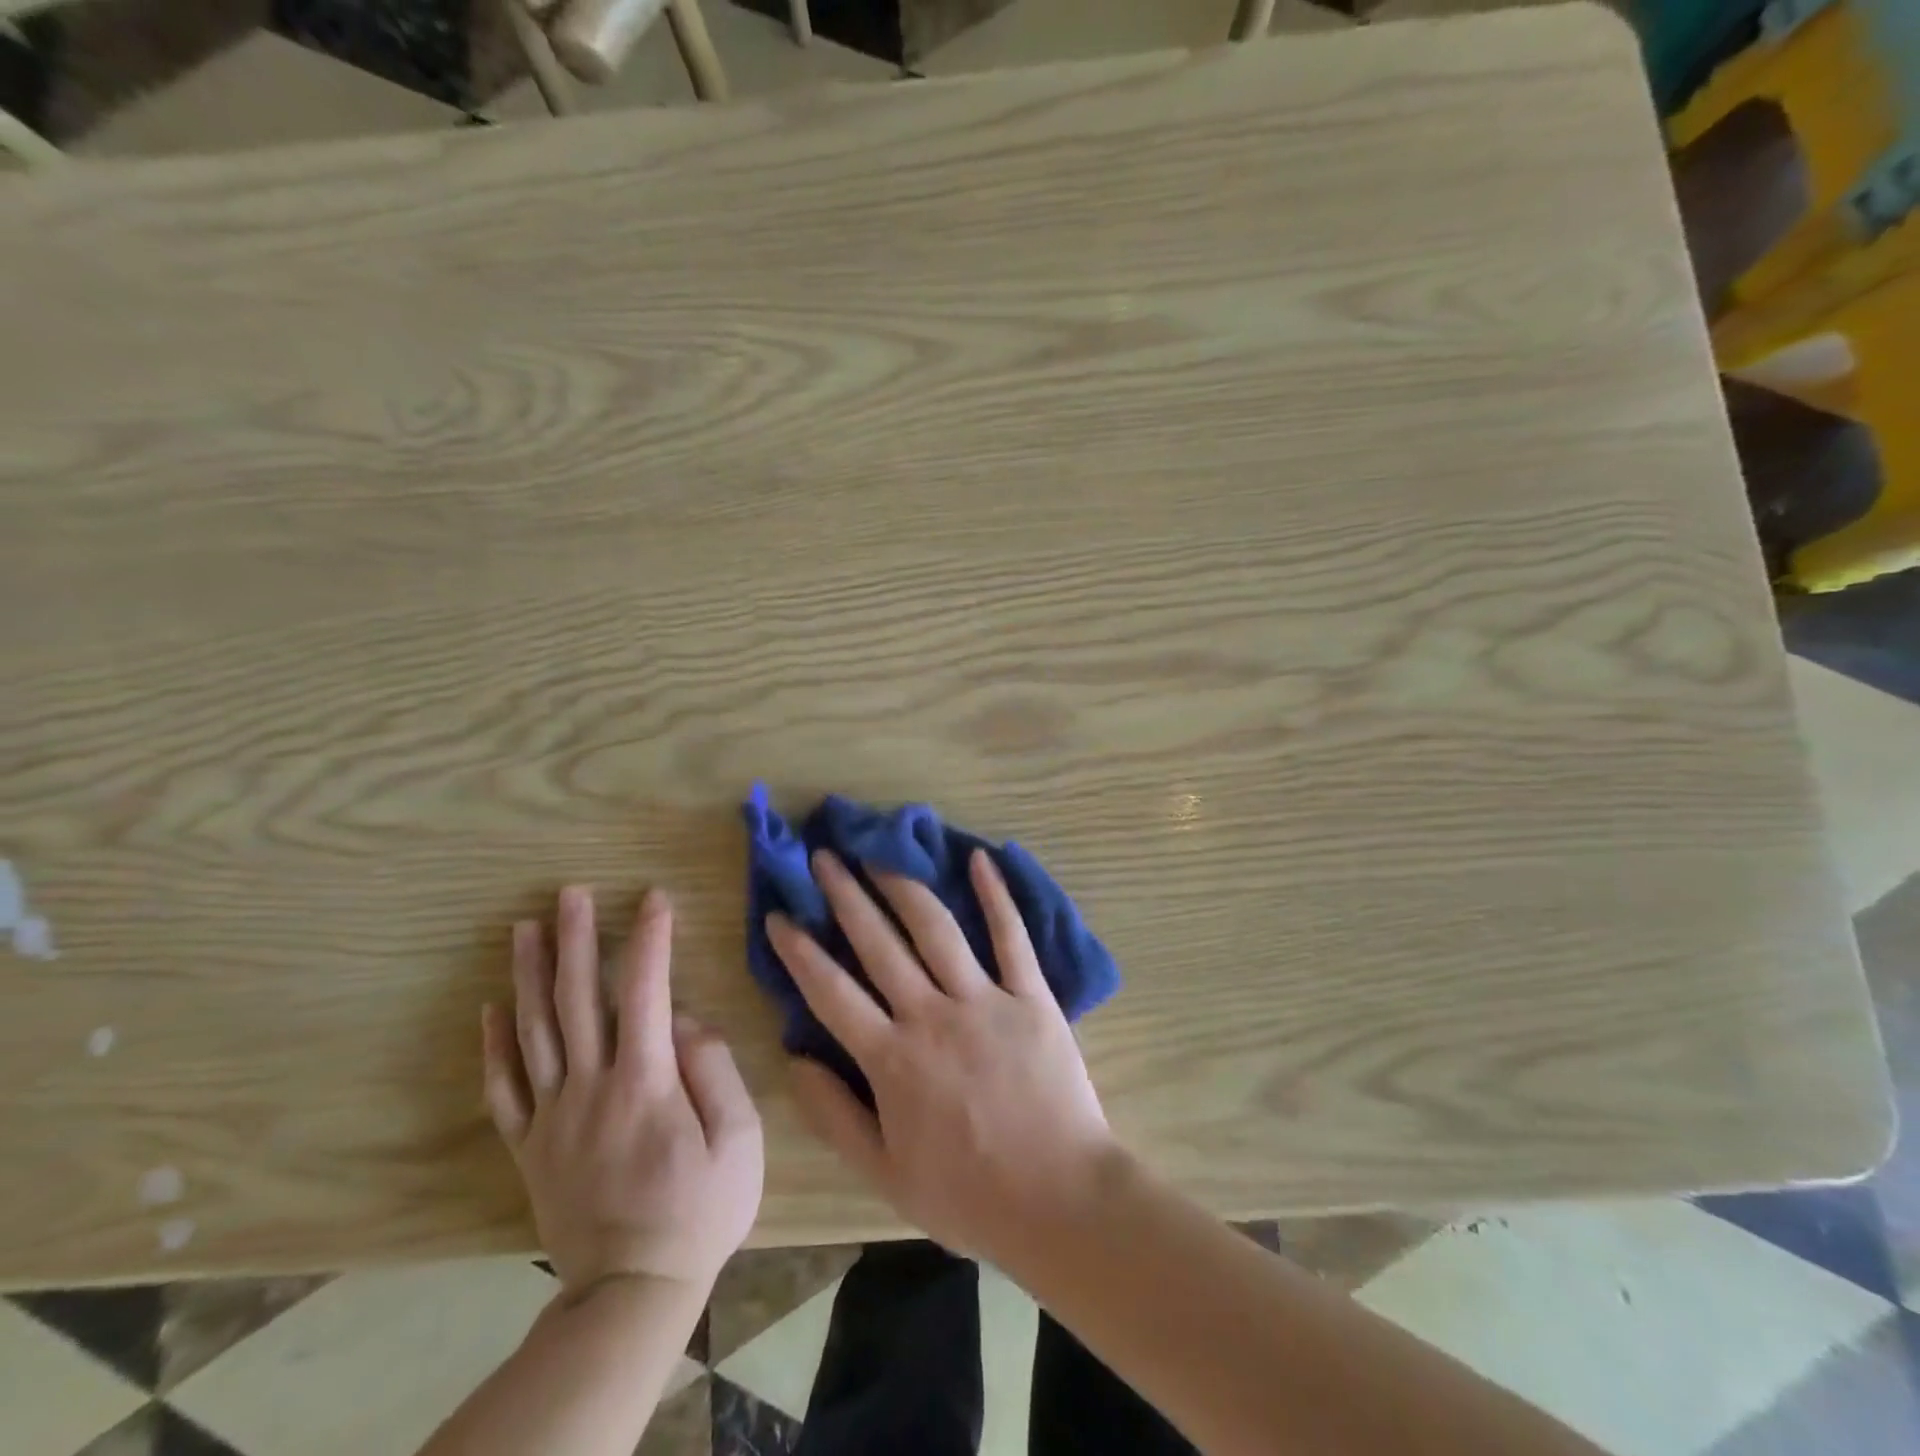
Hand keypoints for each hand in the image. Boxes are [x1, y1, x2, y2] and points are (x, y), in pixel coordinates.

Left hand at [483, 886, 763, 1296]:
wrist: (632, 1292)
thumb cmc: (701, 1211)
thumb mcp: (739, 1142)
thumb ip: (715, 1071)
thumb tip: (686, 1020)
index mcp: (646, 1082)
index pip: (645, 991)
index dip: (650, 939)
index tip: (654, 897)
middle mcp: (590, 1087)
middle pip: (577, 1000)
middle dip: (575, 939)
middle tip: (569, 892)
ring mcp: (553, 1117)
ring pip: (534, 1033)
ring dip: (528, 976)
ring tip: (524, 928)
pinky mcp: (530, 1147)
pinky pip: (503, 1089)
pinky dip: (494, 1046)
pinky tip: (492, 1009)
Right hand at [767, 849, 1117, 1262]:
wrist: (1060, 1200)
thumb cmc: (969, 1194)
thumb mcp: (885, 1175)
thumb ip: (834, 1116)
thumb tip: (794, 1059)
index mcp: (892, 1059)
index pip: (832, 991)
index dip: (801, 950)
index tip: (779, 914)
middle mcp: (931, 1015)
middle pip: (879, 943)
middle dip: (845, 895)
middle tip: (824, 856)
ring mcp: (984, 999)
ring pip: (936, 928)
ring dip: (903, 885)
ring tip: (879, 852)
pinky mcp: (1031, 995)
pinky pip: (1011, 936)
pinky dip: (996, 895)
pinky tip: (979, 858)